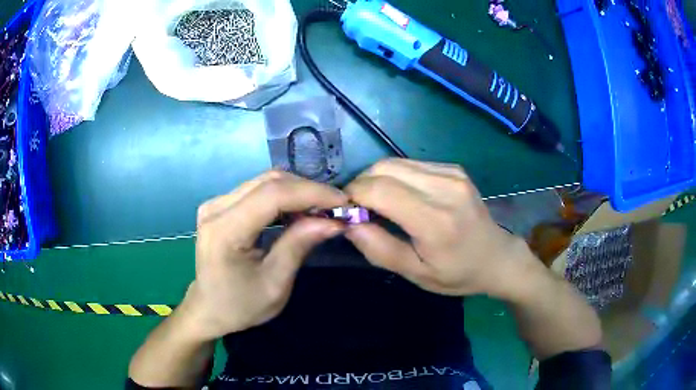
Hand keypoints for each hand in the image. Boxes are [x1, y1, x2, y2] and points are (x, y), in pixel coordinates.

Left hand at [182, 171, 347, 339]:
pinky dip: (283, 196)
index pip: (272, 195)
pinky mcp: (220, 206)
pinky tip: (299, 210)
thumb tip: (334, 220)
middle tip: (336, 207)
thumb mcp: (275, 283)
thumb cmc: (240, 305)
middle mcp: (216, 208)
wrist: (209, 309)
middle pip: (268, 182)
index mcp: (224, 230)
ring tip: (322, 209)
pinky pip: (257, 191)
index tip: (343, 202)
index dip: (311, 193)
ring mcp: (215, 203)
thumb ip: (299, 245)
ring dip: (297, 191)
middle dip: (308, 190)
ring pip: (264, 182)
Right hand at [345, 158, 536, 297]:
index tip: (347, 213)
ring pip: (394, 162)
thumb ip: (379, 249)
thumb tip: (348, 223)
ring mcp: (452, 173)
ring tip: (376, 203)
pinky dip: (395, 177)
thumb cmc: (457, 273)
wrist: (496, 257)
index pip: (379, 190)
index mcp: (436, 220)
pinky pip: (410, 164)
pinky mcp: (454, 168)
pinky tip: (400, 196)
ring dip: (376, 179)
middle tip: (359, 209)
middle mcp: (445, 187)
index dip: (353, 196)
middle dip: (361, 185)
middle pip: (383, 169)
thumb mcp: (416, 274)